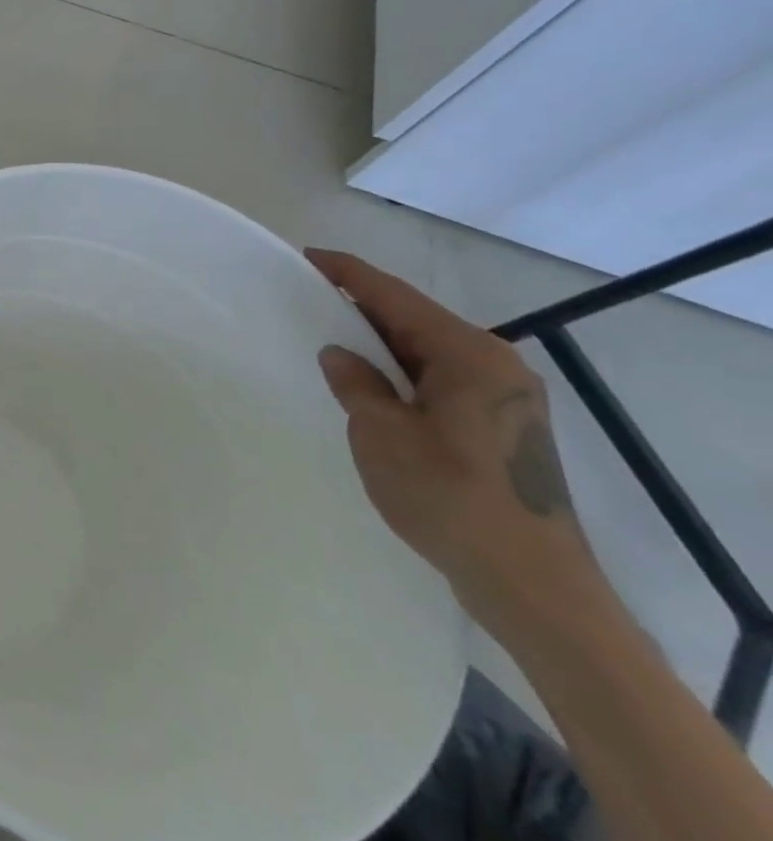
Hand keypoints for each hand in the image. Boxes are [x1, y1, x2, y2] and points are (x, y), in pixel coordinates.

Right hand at [306, 249, 600, 630]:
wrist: (530, 583)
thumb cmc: (449, 496)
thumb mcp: (382, 434)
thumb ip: (357, 384)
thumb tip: (340, 354)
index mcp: (470, 356)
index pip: (396, 298)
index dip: (349, 275)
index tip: (309, 257)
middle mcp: (496, 367)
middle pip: (416, 321)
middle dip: (362, 308)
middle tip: (308, 299)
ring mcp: (505, 400)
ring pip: (428, 353)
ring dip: (381, 345)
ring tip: (330, 339)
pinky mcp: (503, 430)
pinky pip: (440, 381)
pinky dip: (402, 374)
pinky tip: (371, 386)